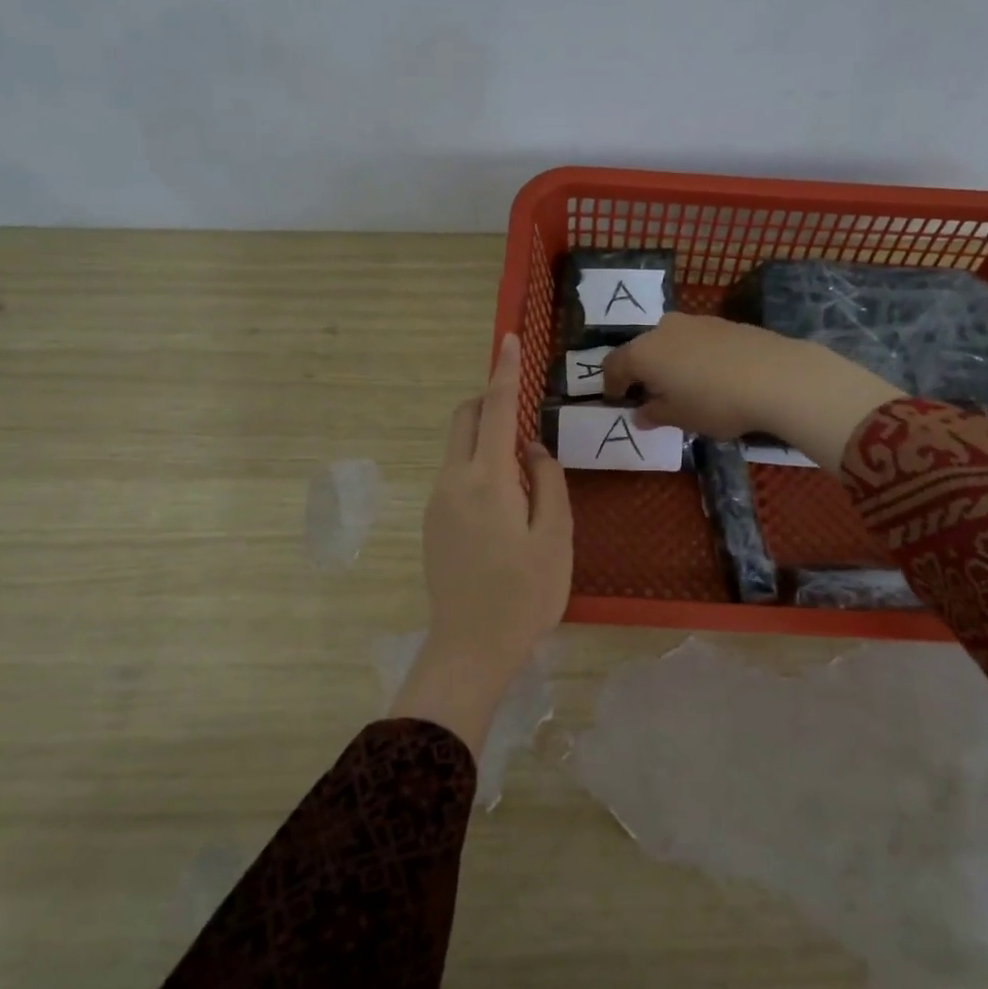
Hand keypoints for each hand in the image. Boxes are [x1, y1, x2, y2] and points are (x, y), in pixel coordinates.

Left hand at [392, 334, 572, 752]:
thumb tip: (533, 449)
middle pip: (464, 419)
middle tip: (524, 415)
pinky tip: (504, 505)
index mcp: (487, 479)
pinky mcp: (433, 523)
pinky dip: (478, 467)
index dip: (504, 371)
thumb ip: (547, 482)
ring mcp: (437, 502)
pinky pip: (455, 476)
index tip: (508, 340)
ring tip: (524, 476)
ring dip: (486, 439)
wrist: (470, 648)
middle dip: (489, 400)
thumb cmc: (525, 594)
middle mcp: (453, 481)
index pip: (496, 409)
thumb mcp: (555, 536)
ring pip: (458, 448)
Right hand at [603, 314, 903, 475]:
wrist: (777, 376)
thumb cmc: (716, 402)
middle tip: (649, 395)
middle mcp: (663, 329)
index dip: (612, 385)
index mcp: (643, 352)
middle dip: (640, 371)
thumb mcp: (680, 418)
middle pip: (641, 349)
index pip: (613, 365)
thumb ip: (654, 414)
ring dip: (667, 362)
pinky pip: (695, 340)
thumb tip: (640, 413)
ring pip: (669, 342)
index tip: (618, 401)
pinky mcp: (723, 323)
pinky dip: (692, 356)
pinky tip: (710, 376)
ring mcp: (695, 321)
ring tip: (682, 386)